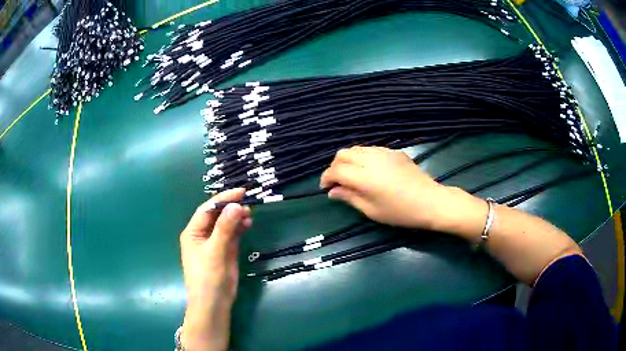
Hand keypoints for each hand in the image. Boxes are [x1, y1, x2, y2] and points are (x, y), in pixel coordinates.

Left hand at [180, 188, 251, 350]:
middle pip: (217, 215)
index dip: (223, 199)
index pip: (207, 209)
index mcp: (193, 232)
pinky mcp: (225, 250)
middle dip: (231, 207)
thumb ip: (225, 228)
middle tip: (248, 203)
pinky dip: (240, 228)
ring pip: (226, 223)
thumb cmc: (208, 276)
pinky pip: (232, 234)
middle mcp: (203, 234)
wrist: (214, 303)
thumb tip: (235, 205)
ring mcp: (214, 242)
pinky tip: (248, 224)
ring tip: (249, 214)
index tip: (241, 192)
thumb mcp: (215, 251)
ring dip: (236, 217)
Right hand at [320, 146, 459, 230]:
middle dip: (335, 167)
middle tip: (338, 182)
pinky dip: (362, 157)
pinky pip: (370, 150)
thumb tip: (333, 191)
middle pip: (343, 154)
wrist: (430, 201)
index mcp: (363, 176)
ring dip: (348, 160)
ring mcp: (383, 152)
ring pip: (356, 149)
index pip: (336, 170)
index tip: (325, 188)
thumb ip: (350, 197)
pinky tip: (369, 171)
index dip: (326, 178)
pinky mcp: (394, 151)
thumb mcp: (372, 211)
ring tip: (352, 176)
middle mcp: (370, 159)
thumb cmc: (400, 212)